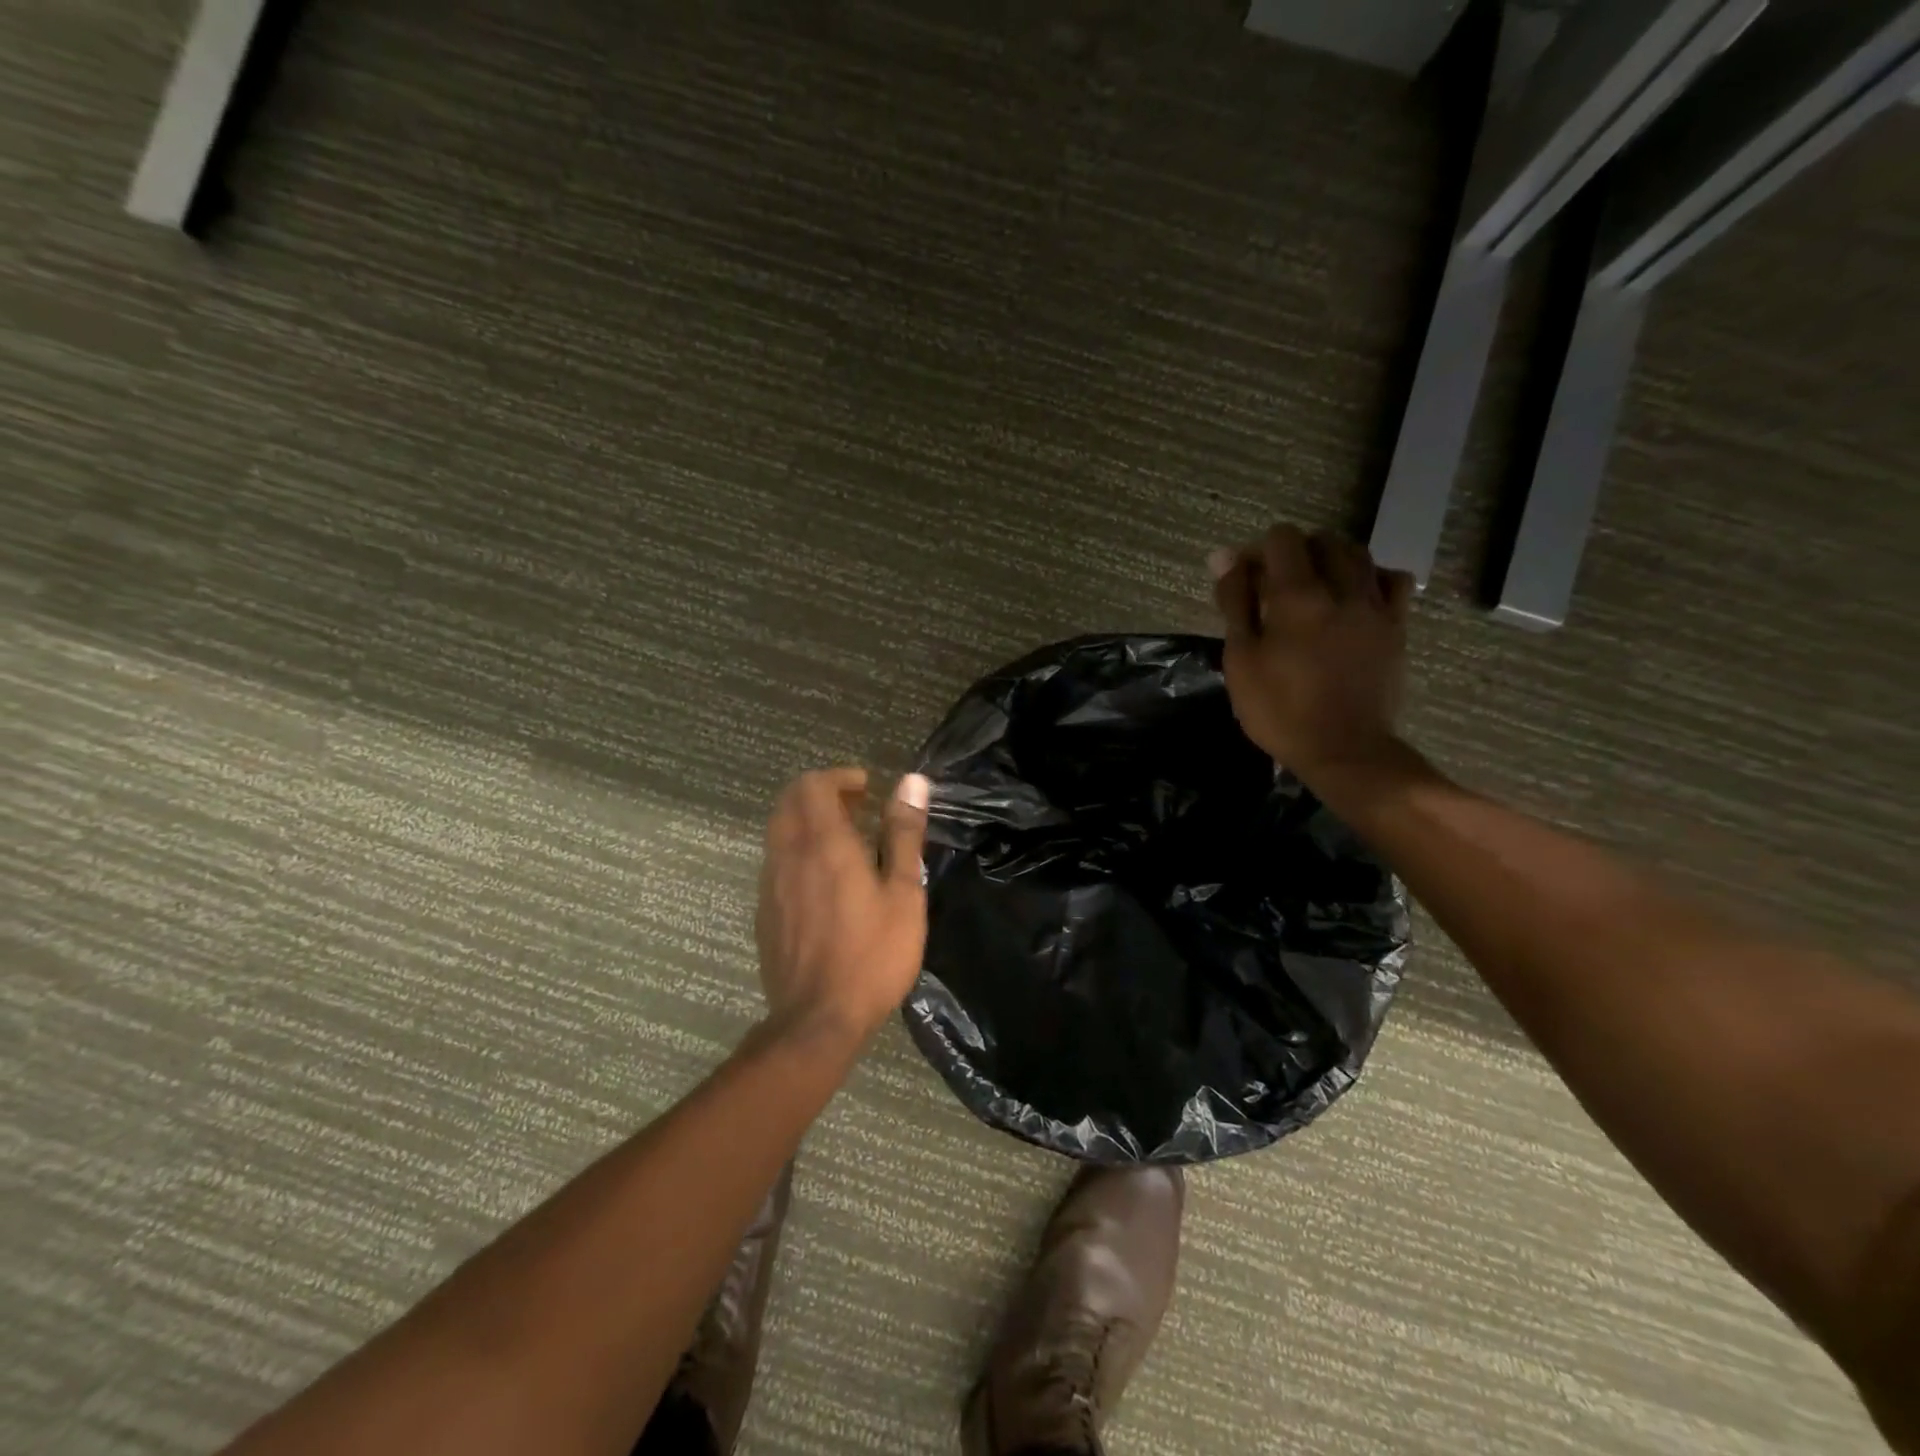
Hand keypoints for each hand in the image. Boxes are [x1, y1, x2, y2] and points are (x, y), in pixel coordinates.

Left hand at [755, 767, 931, 1046]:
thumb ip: (904, 834)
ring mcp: (770, 884)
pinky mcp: (765, 911)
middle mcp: (789, 855)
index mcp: (823, 844)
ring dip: (807, 821)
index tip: (867, 789)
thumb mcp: (903, 893)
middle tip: (857, 808)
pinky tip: (824, 881)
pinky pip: (776, 861)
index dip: (839, 777)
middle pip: (789, 801)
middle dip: (821, 792)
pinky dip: (797, 850)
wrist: (817, 1019)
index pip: (812, 784)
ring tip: (845, 842)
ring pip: (779, 830)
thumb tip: (912, 782)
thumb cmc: (872, 954)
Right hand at [1209, 525, 1413, 781]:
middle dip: (1293, 553)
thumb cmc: (1280, 710)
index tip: (1244, 580)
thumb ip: (1235, 603)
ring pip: (1358, 554)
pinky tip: (1353, 596)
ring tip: (1311, 588)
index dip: (1257, 551)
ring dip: (1330, 559)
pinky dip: (1370, 577)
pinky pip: (1392, 580)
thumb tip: (1225, 559)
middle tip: (1273, 587)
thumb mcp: (1241, 659)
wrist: (1344, 750)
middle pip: (1321, 541)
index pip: (1282, 539)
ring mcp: (1376, 606)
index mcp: (1298, 596)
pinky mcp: (1396, 626)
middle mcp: (1342, 588)